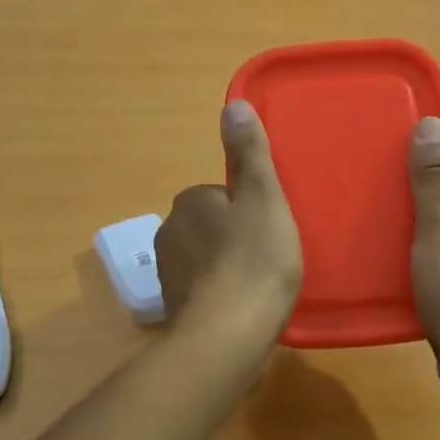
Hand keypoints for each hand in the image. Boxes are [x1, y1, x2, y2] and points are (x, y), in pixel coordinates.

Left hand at [155, 101, 302, 341]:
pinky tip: (246, 313)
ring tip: (262, 288)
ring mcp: (169, 277)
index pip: (221, 195)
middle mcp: (169, 235)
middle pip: (213, 228)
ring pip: (207, 261)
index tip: (270, 229)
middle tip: (271, 258)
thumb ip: (250, 152)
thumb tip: (232, 104)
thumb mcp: (263, 196)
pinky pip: (206, 294)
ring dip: (230, 270)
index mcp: (188, 204)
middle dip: (237, 239)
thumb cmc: (254, 259)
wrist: (229, 335)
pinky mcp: (177, 313)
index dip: (249, 210)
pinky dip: (223, 299)